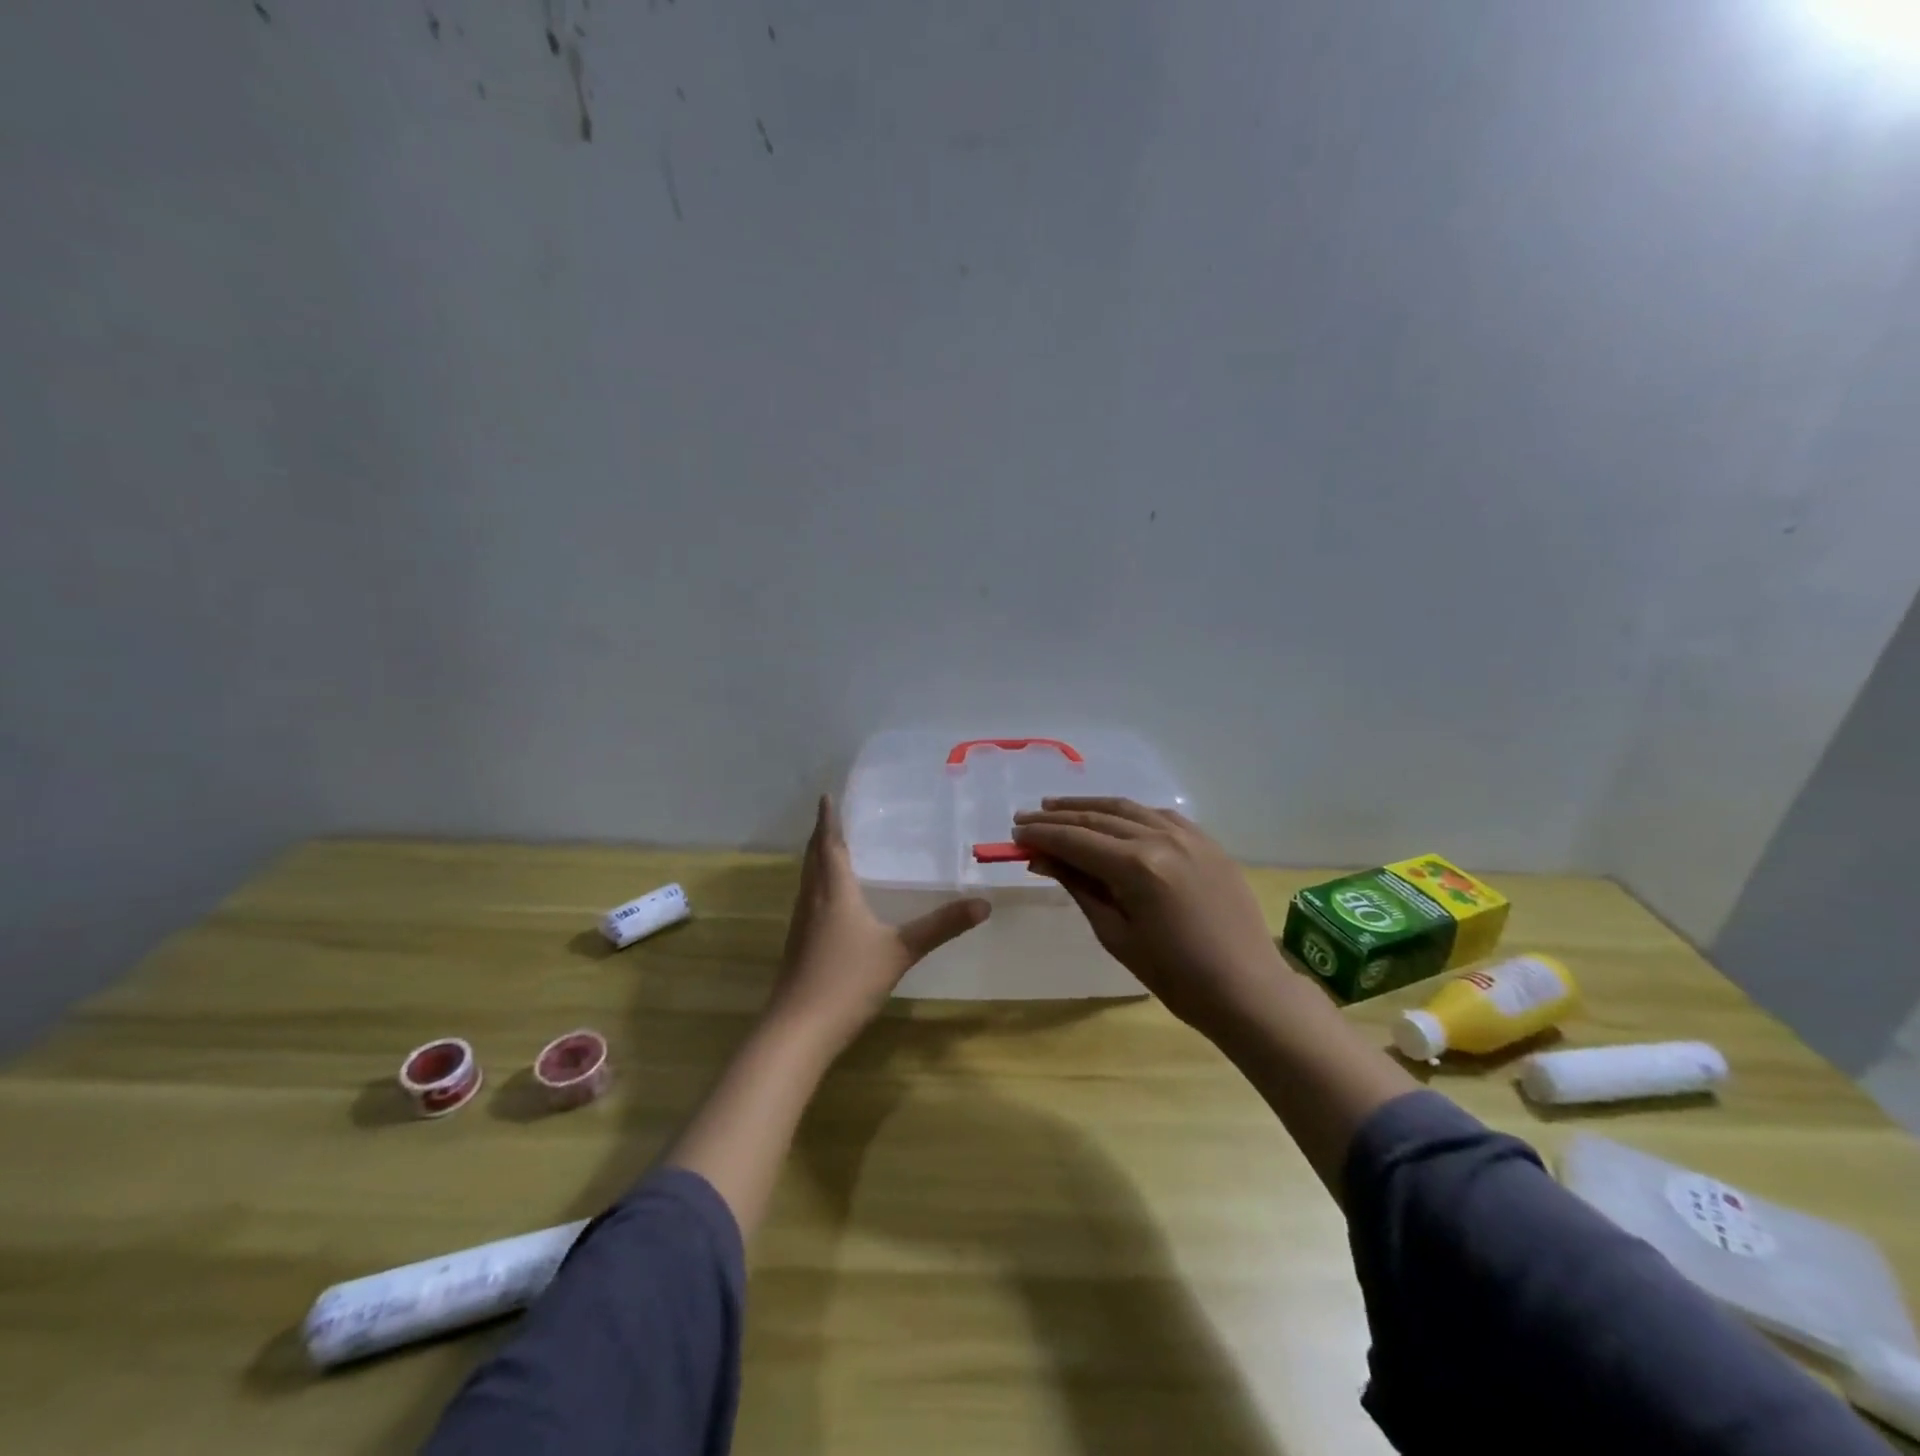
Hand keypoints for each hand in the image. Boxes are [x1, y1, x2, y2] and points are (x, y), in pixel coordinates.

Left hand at [768, 795, 989, 1052]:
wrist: (799, 1029)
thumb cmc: (848, 980)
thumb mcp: (900, 950)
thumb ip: (941, 926)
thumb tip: (983, 903)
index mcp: (834, 892)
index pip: (829, 845)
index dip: (828, 820)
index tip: (827, 795)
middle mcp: (812, 900)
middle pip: (813, 858)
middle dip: (822, 835)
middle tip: (831, 815)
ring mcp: (801, 924)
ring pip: (807, 880)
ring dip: (817, 859)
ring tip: (831, 849)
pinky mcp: (798, 946)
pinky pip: (808, 900)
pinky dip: (817, 885)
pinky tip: (830, 900)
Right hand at [1012, 798, 1284, 1036]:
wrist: (1247, 989)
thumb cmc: (1176, 977)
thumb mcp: (1116, 936)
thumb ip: (1080, 888)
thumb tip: (1044, 859)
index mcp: (1137, 867)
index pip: (1076, 840)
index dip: (1042, 835)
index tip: (1015, 834)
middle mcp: (1162, 839)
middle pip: (1098, 818)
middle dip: (1058, 817)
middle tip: (1026, 818)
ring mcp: (1189, 835)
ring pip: (1128, 808)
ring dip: (1089, 806)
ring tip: (1057, 807)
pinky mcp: (1207, 841)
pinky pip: (1158, 815)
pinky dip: (1127, 813)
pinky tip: (1111, 817)